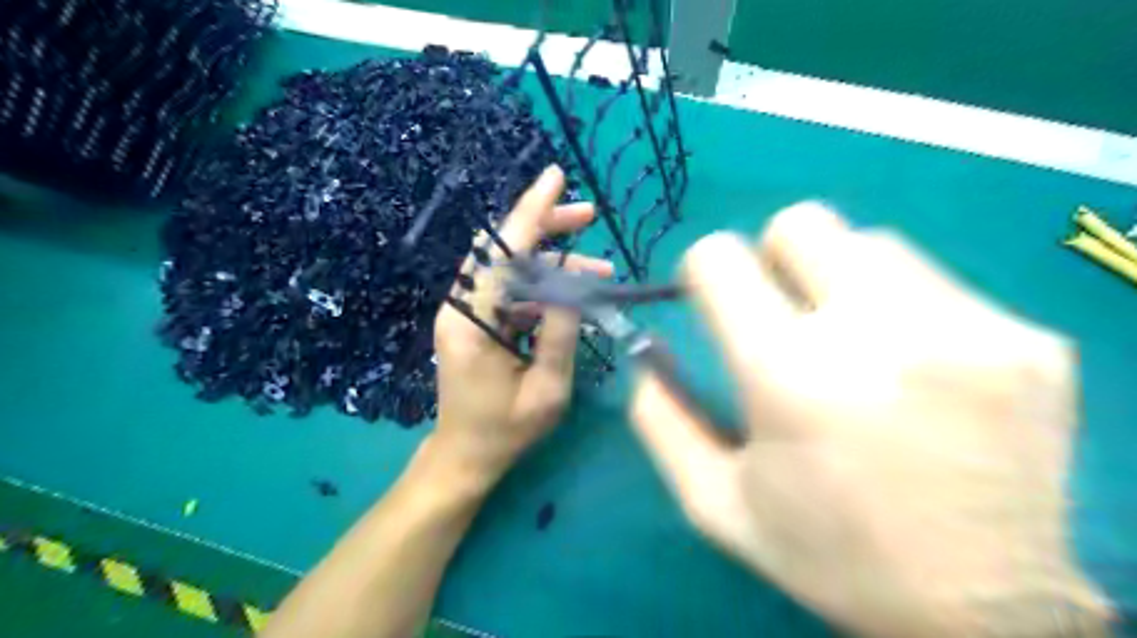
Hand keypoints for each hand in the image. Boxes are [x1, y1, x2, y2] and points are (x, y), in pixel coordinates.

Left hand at [432, 165, 613, 488]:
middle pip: (504, 249)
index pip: (502, 253)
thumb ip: (560, 336)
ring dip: (554, 262)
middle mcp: (462, 306)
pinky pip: (512, 289)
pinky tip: (575, 296)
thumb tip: (575, 287)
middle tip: (588, 215)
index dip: (530, 212)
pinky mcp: (477, 321)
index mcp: (471, 322)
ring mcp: (467, 313)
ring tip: (600, 271)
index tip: (556, 177)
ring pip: (511, 267)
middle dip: (547, 226)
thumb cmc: (504, 432)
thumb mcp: (545, 391)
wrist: (465, 456)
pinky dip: (544, 286)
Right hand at [635, 202, 1116, 637]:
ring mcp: (967, 328)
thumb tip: (646, 349)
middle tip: (787, 313)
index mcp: (787, 375)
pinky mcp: (1028, 339)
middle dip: (774, 257)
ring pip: (870, 244)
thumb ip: (661, 418)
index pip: (719, 258)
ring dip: (843, 282)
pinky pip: (937, 283)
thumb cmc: (829, 554)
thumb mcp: (715, 503)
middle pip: (801, 223)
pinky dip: (905, 309)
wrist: (985, 609)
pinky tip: (918, 370)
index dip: (705, 270)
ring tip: (856, 346)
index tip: (717, 299)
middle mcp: (876, 332)